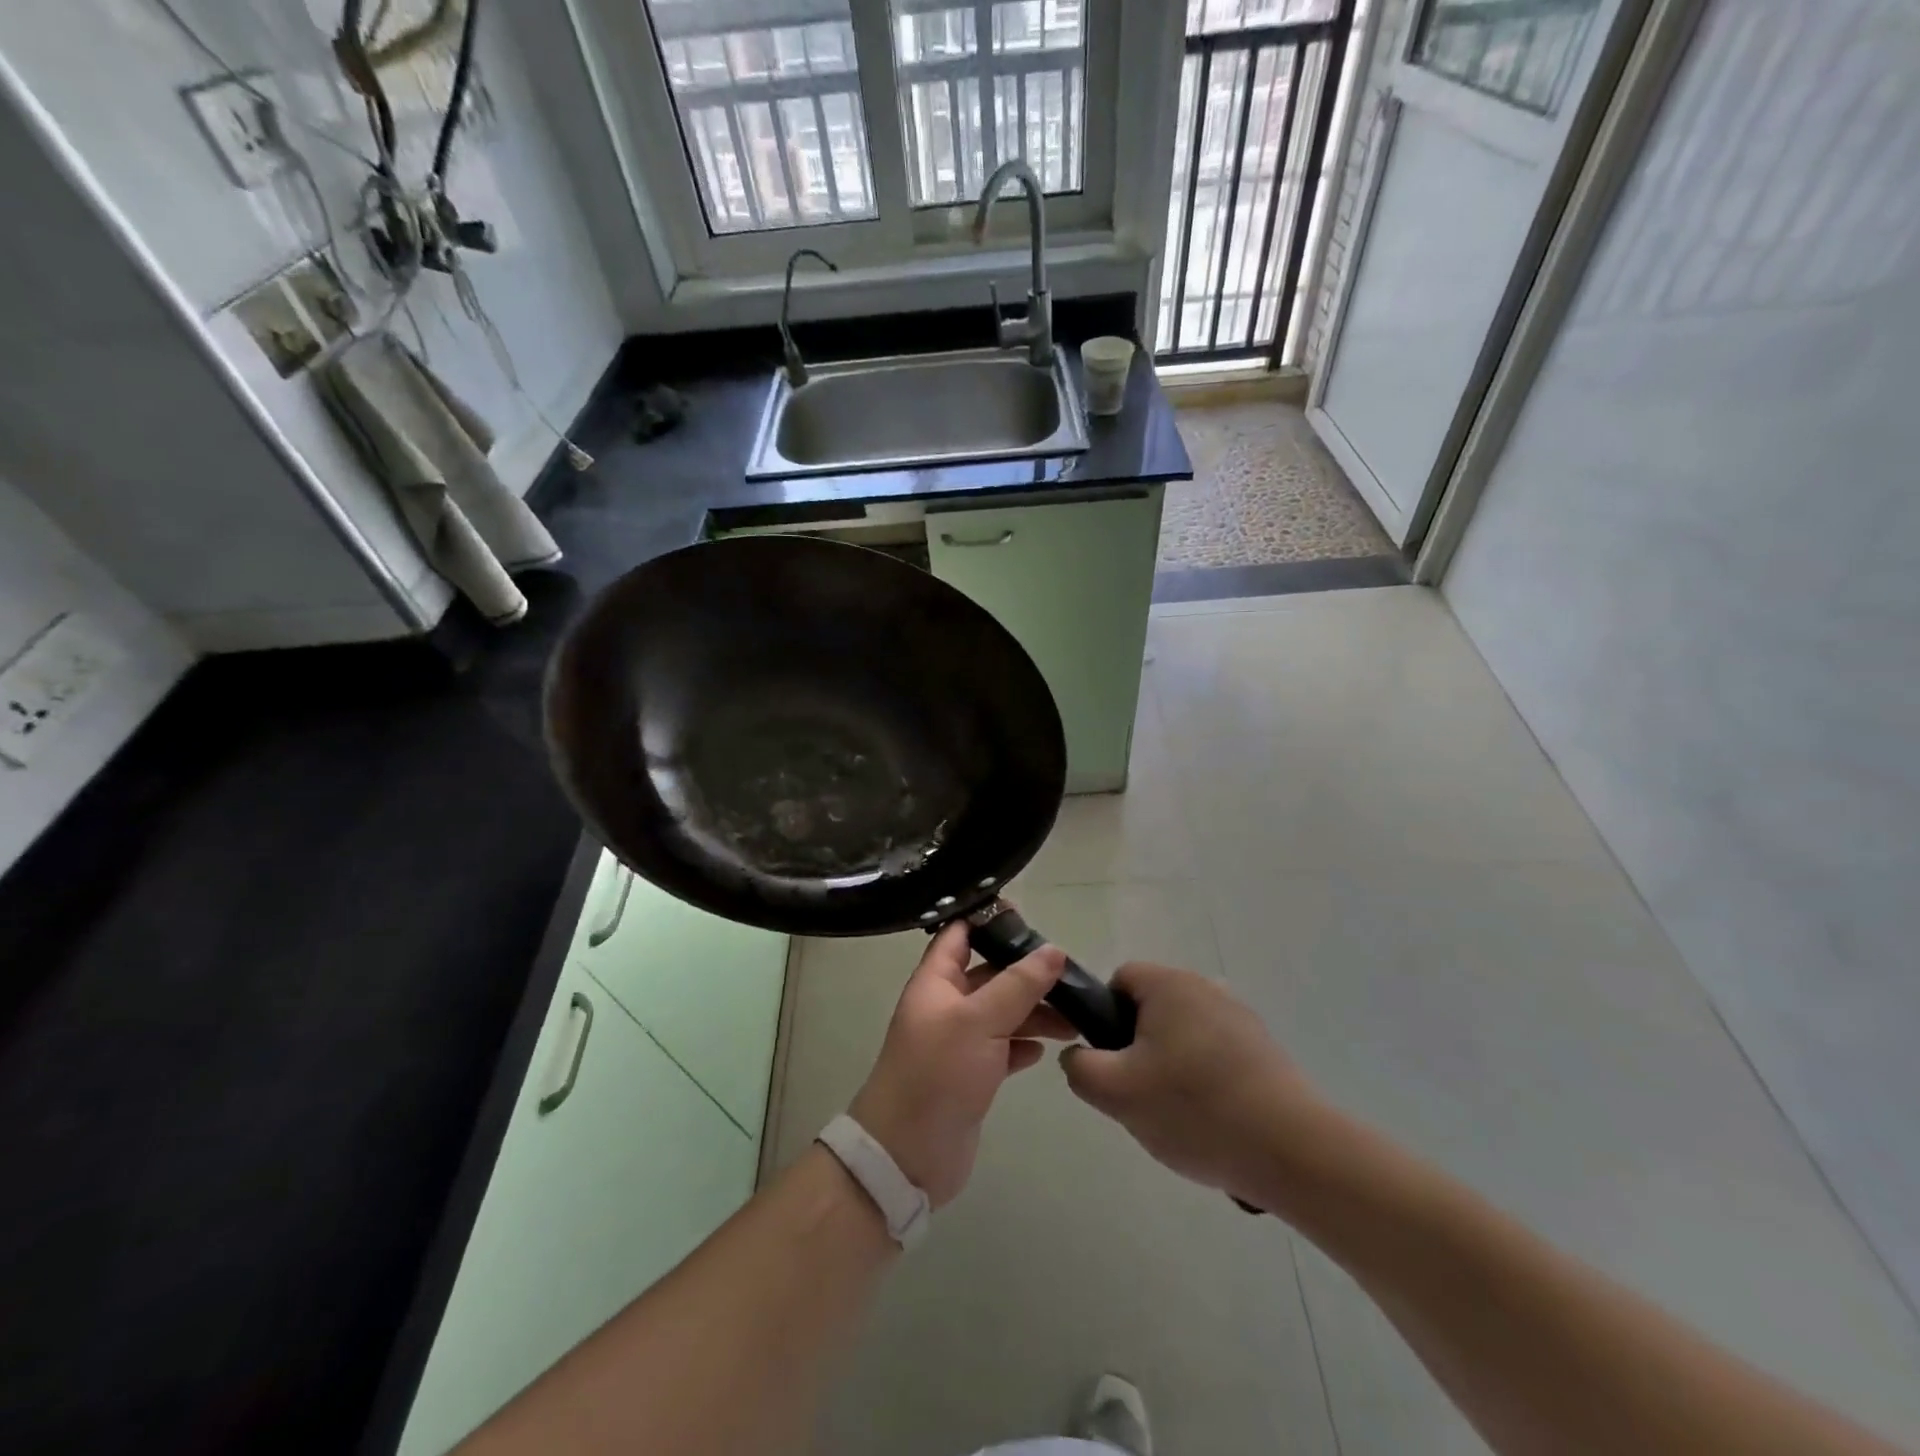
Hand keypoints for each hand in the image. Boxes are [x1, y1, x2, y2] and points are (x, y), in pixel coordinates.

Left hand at [849, 921, 1073, 1208]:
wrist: (907, 1154)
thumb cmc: (937, 1074)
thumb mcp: (979, 1021)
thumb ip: (1018, 985)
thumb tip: (1054, 950)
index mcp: (936, 981)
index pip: (960, 934)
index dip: (989, 919)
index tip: (1029, 914)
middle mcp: (946, 1005)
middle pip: (989, 974)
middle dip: (1026, 971)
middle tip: (1069, 972)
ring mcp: (959, 1041)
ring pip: (1002, 1012)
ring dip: (1034, 1010)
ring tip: (1074, 1016)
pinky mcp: (973, 1074)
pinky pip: (1004, 1047)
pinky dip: (1025, 1043)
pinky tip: (1048, 1047)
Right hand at [1060, 963, 1322, 1207]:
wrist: (1293, 1151)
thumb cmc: (1194, 1109)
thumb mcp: (1115, 1092)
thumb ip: (1079, 1067)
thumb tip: (1079, 1056)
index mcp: (1169, 984)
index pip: (1119, 980)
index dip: (1104, 1018)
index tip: (1113, 1062)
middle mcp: (1206, 987)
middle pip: (1151, 1010)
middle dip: (1138, 1049)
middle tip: (1141, 1096)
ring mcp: (1241, 1018)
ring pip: (1183, 1036)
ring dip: (1172, 1069)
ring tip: (1179, 1117)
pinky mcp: (1265, 1050)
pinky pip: (1216, 1057)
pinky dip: (1206, 1083)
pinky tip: (1213, 1124)